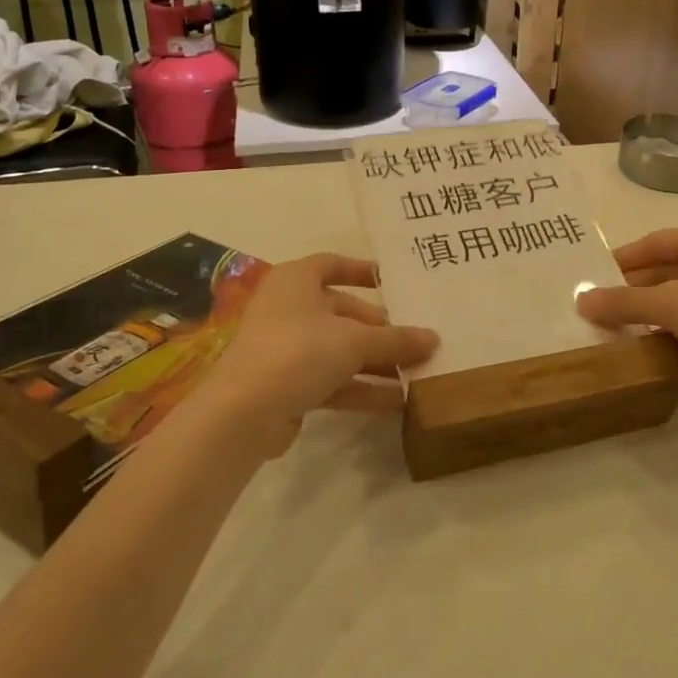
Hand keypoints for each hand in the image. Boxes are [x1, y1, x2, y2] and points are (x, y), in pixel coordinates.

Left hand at [203, 253, 438, 451]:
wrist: (243, 413)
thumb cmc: (298, 351)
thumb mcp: (355, 341)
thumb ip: (396, 339)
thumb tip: (434, 338)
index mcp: (296, 281)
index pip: (332, 264)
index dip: (361, 270)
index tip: (393, 282)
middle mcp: (288, 308)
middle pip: (342, 312)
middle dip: (379, 328)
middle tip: (416, 339)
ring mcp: (286, 349)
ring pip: (339, 350)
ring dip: (376, 362)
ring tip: (417, 373)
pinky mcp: (288, 386)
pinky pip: (332, 380)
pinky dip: (361, 388)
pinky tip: (397, 401)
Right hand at [575, 225, 677, 402]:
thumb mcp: (669, 306)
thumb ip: (623, 302)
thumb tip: (581, 300)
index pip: (654, 242)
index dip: (622, 259)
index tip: (593, 277)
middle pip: (667, 266)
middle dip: (634, 286)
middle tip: (600, 304)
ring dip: (652, 307)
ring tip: (619, 324)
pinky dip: (674, 322)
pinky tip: (653, 340)